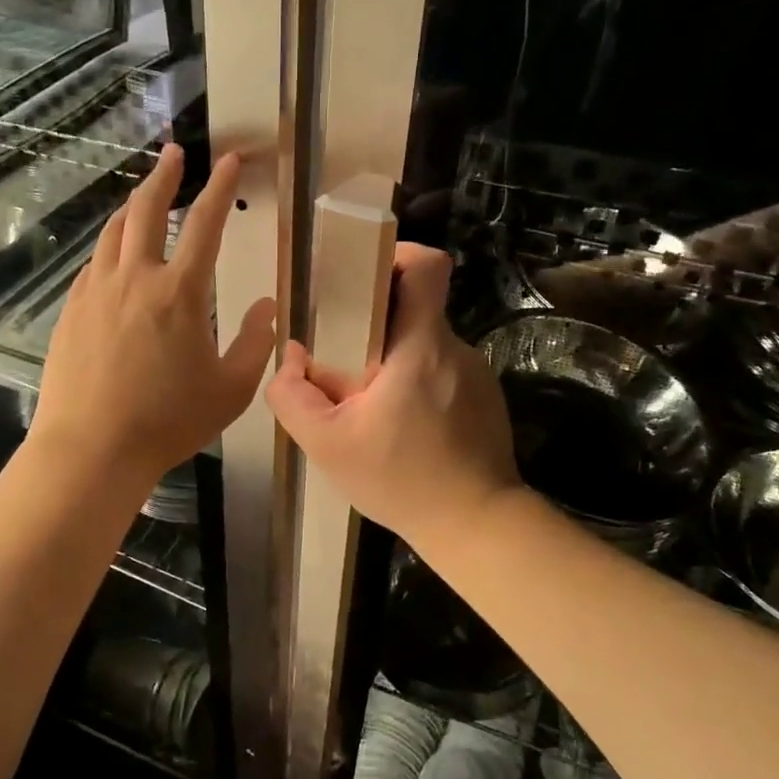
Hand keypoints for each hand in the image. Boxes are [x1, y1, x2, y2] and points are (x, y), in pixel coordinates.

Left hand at [30, 145, 275, 493]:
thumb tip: (269, 306)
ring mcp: (96, 291)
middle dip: (164, 175)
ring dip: (131, 205)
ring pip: (113, 231)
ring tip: (143, 196)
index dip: (220, 187)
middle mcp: (135, 278)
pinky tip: (114, 256)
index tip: (229, 160)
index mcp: (180, 291)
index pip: (204, 223)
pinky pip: (94, 264)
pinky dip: (110, 247)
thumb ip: (255, 342)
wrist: (91, 449)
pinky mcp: (72, 310)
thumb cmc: (168, 422)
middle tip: (173, 154)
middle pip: (146, 209)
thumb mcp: (231, 389)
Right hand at [266, 243, 520, 557]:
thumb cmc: (401, 480)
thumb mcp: (327, 444)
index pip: (428, 266)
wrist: (477, 525)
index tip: (365, 272)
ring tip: (371, 401)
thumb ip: (293, 395)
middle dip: (377, 319)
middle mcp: (455, 349)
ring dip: (395, 357)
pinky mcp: (485, 398)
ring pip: (426, 342)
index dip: (398, 253)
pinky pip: (442, 371)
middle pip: (417, 306)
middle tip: (345, 351)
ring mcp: (476, 374)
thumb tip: (292, 356)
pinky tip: (403, 426)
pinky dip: (418, 383)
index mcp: (421, 347)